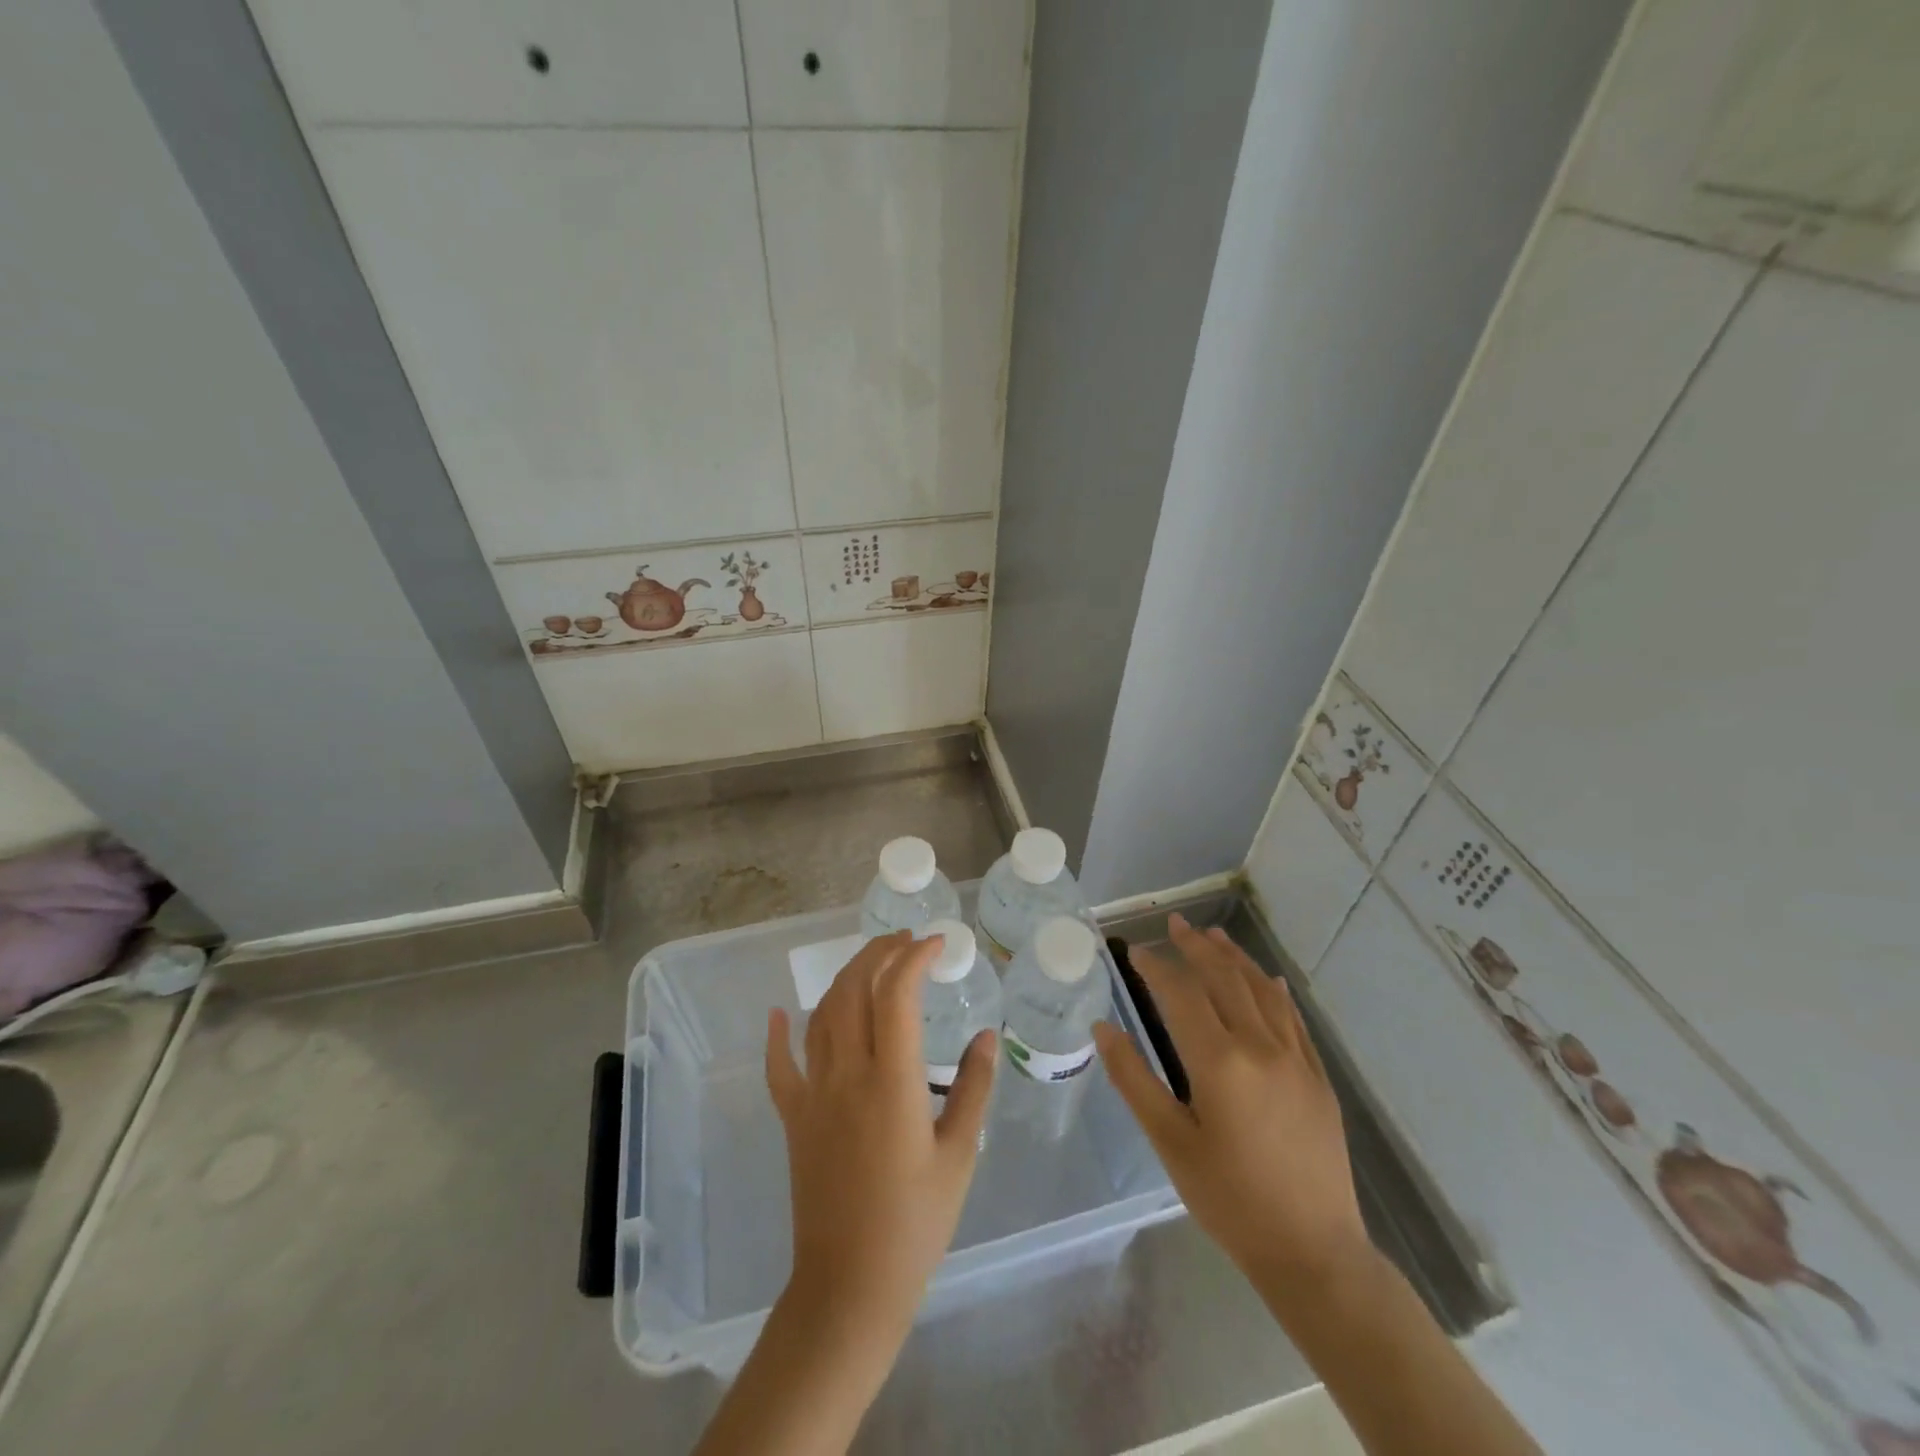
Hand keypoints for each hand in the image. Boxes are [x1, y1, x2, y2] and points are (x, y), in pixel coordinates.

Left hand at [765, 930, 996, 1338]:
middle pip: (854, 990)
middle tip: (906, 941)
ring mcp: (813, 1094)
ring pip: (822, 1015)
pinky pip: (779, 1066)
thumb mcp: (959, 1155)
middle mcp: (847, 1074)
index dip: (914, 957)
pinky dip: (778, 1034)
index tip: (938, 943)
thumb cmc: (915, 1223)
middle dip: (879, 953)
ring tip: (871, 962)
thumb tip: (986, 1035)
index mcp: (891, 1081)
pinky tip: (780, 1012)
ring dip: (845, 978)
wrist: (849, 1286)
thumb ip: (974, 1088)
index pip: (896, 993)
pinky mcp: (794, 1118)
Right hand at [1093, 914, 1373, 1317]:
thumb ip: (1134, 1079)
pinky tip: (1266, 978)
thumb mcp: (1170, 1142)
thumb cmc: (1229, 1199)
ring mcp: (1295, 1059)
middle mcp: (1260, 1047)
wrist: (1314, 1252)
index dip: (1157, 967)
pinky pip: (1293, 1018)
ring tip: (1213, 934)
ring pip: (1261, 990)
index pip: (1182, 994)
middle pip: (1224, 979)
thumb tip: (1103, 1028)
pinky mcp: (1317, 1077)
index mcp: (1219, 1062)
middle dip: (1196, 947)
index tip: (1135, 950)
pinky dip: (1274, 991)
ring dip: (1234, 958)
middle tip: (1174, 924)